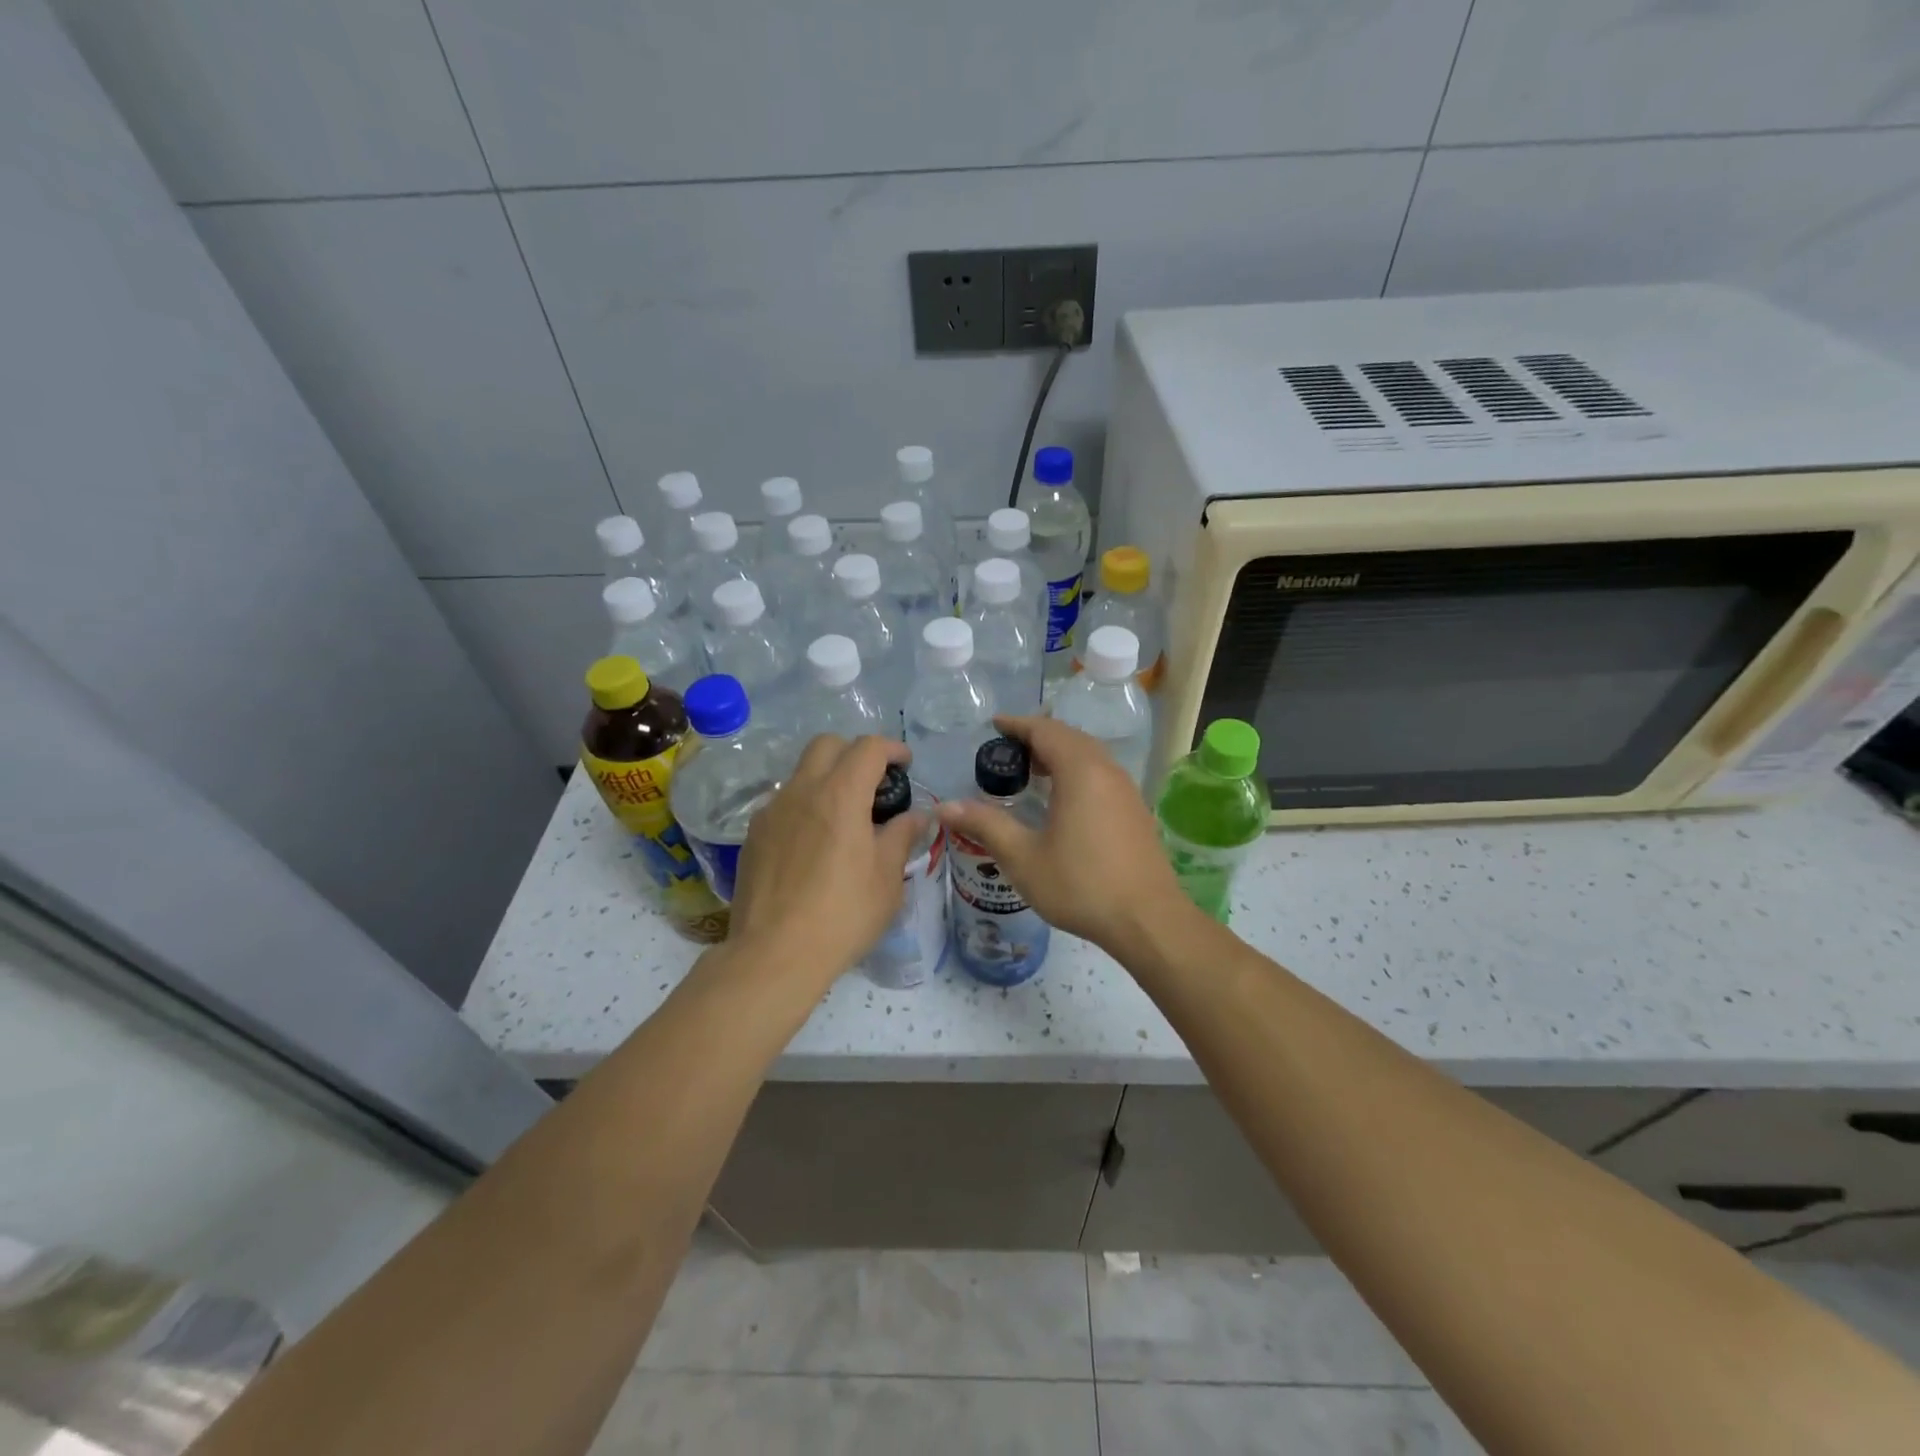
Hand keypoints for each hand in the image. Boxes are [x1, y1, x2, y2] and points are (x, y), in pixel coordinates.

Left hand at [729, 734, 920, 984]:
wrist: (774, 954)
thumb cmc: (842, 914)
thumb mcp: (887, 878)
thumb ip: (901, 836)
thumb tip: (916, 815)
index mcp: (840, 795)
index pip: (867, 748)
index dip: (891, 749)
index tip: (905, 764)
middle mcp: (801, 791)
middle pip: (827, 745)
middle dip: (854, 752)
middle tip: (874, 782)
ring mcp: (771, 812)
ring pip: (801, 773)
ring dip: (827, 779)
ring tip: (844, 817)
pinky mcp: (753, 836)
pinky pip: (783, 804)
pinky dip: (805, 806)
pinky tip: (814, 843)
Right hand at [936, 716, 1191, 953]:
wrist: (1148, 920)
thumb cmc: (1081, 885)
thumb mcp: (1024, 857)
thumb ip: (985, 825)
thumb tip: (944, 807)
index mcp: (1080, 771)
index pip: (1045, 730)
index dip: (1017, 724)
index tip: (994, 725)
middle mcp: (1107, 770)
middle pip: (1070, 737)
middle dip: (1038, 736)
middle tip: (1007, 750)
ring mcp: (1126, 790)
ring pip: (1089, 755)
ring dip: (1059, 754)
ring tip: (1031, 771)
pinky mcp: (1135, 810)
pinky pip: (1101, 773)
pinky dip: (1077, 771)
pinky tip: (1063, 799)